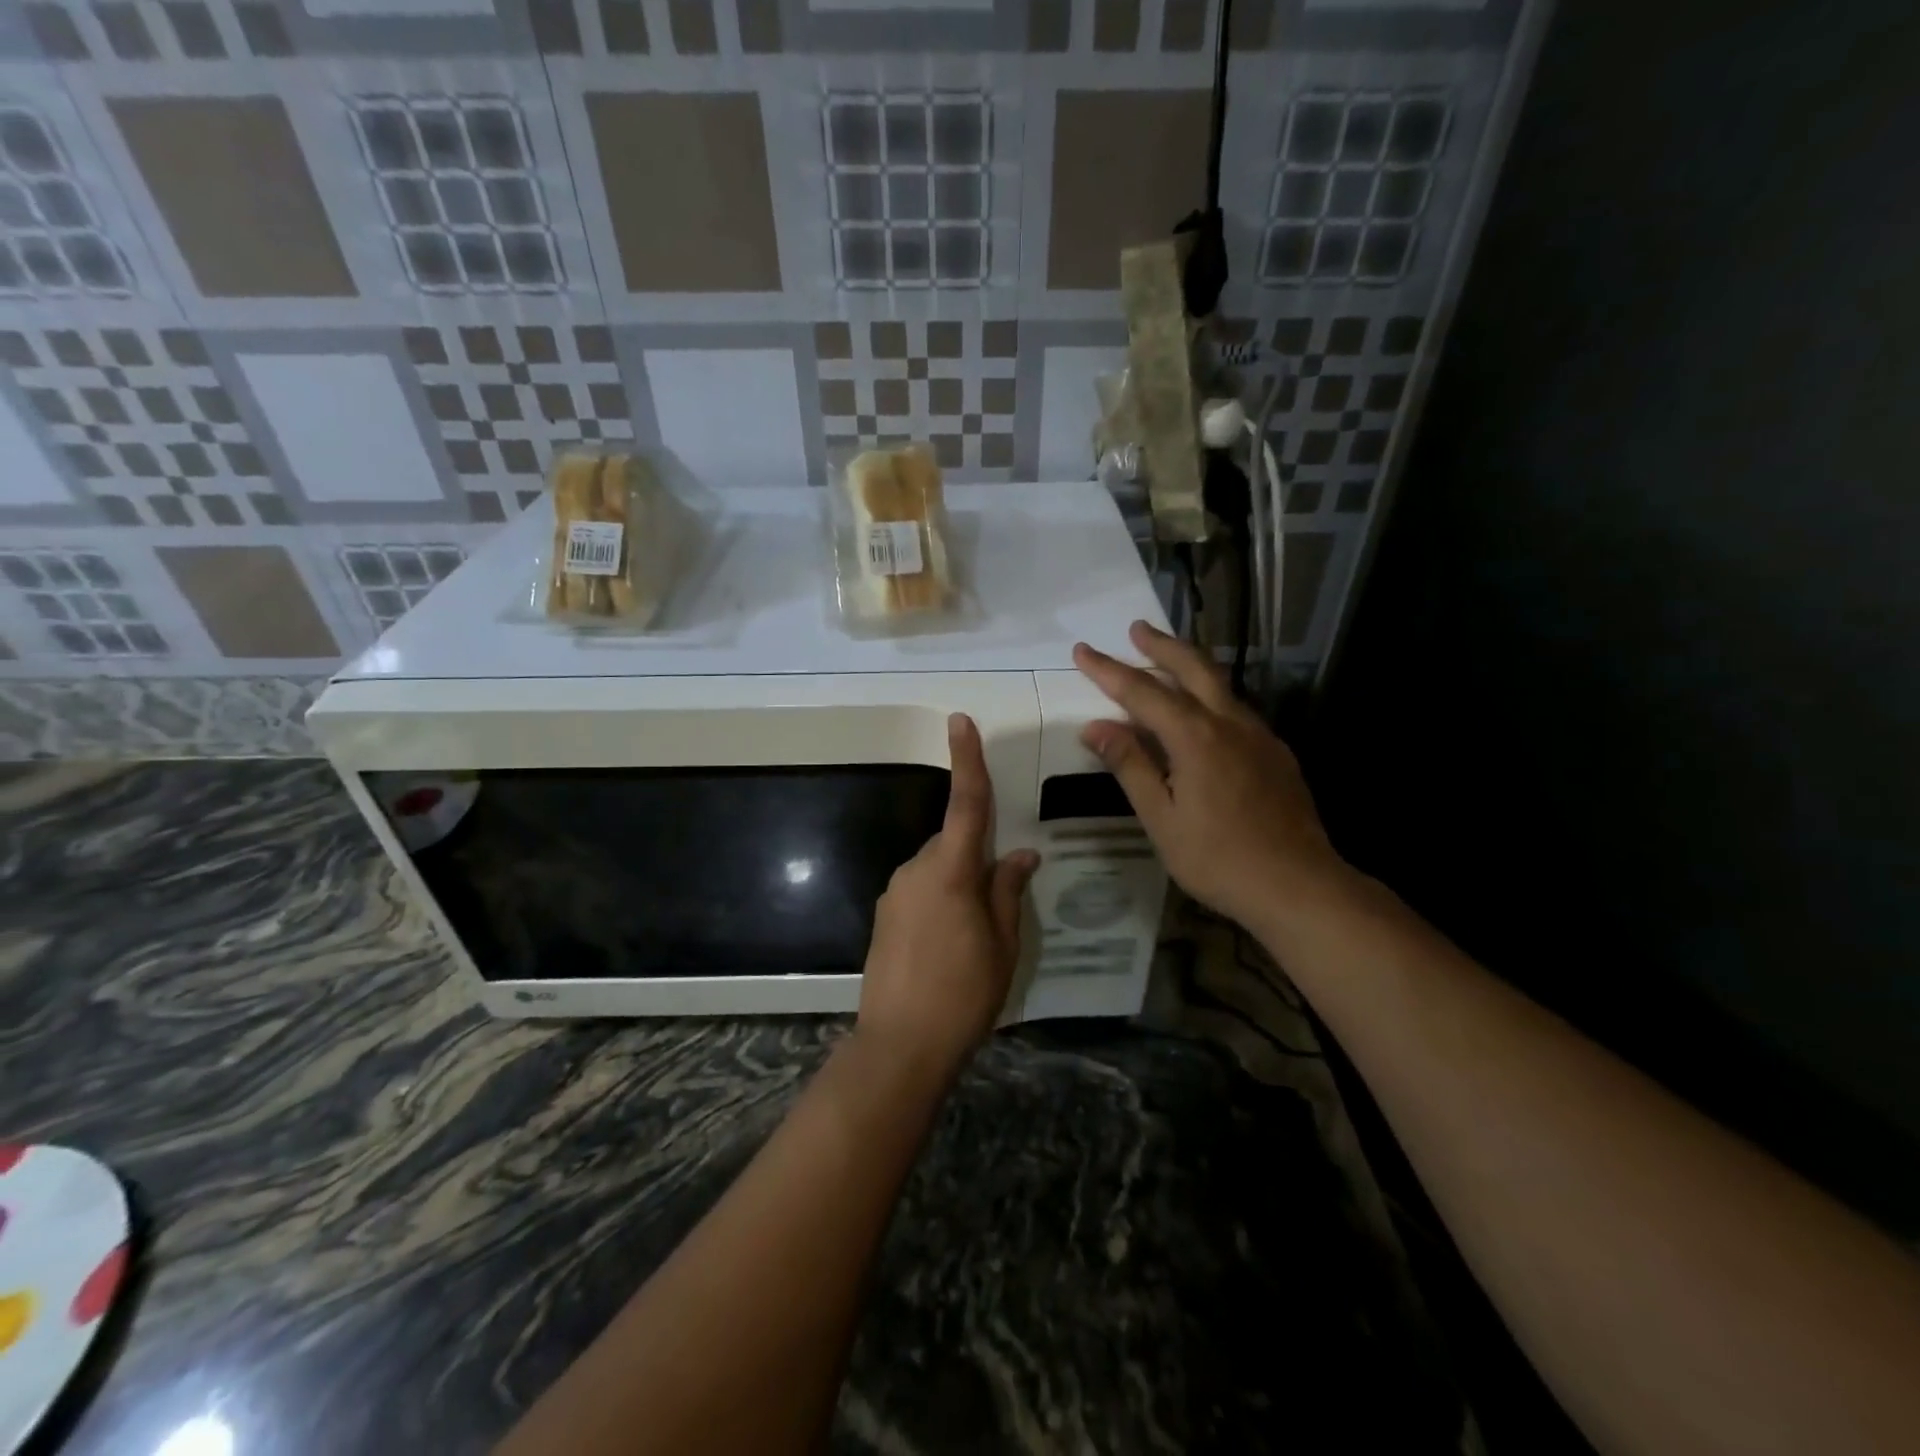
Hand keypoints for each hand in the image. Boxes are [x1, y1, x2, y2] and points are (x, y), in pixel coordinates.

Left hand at [856, 713, 1038, 1082]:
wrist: (900, 1046)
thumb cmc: (963, 994)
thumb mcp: (1003, 945)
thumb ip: (1008, 892)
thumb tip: (1021, 855)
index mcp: (951, 871)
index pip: (965, 804)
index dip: (966, 760)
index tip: (960, 721)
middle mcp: (916, 870)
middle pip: (953, 843)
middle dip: (977, 856)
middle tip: (1001, 901)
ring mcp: (894, 893)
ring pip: (937, 868)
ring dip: (959, 884)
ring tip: (975, 936)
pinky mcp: (884, 916)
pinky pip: (920, 890)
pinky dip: (940, 900)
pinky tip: (949, 945)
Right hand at [1072, 621, 1349, 932]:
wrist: (1299, 886)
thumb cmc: (1219, 859)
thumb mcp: (1162, 818)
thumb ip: (1130, 766)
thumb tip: (1096, 727)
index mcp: (1195, 737)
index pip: (1142, 692)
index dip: (1108, 670)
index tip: (1082, 650)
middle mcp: (1229, 723)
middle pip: (1193, 668)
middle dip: (1161, 645)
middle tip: (1136, 628)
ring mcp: (1259, 736)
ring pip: (1220, 684)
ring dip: (1190, 665)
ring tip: (1166, 658)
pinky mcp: (1276, 753)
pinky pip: (1236, 710)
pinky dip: (1211, 695)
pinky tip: (1204, 713)